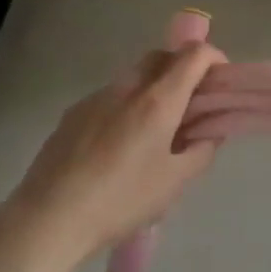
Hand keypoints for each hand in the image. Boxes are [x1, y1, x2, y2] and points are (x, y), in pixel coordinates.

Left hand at [3, 42, 226, 267]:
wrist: (50, 217)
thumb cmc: (121, 200)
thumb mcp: (174, 183)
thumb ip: (201, 151)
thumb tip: (210, 132)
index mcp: (157, 100)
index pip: (193, 54)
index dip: (214, 58)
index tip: (220, 81)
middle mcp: (127, 87)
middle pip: (162, 56)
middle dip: (183, 69)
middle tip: (192, 104)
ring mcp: (96, 97)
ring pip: (134, 76)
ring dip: (153, 88)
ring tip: (155, 131)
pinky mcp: (73, 112)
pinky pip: (110, 96)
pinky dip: (126, 105)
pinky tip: (119, 145)